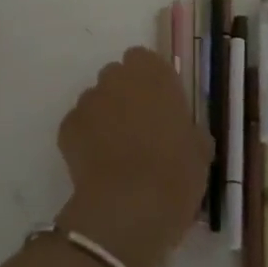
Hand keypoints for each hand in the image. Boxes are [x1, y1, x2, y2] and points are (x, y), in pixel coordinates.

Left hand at [55, 47, 211, 266]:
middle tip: (139, 128)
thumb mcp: (199, 150)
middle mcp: (117, 78)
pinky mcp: (67, 127)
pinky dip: (86, 139)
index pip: (144, 59)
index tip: (159, 104)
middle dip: (125, 95)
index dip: (150, 81)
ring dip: (105, 117)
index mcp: (154, 74)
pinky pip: (79, 126)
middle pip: (117, 77)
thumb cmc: (175, 172)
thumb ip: (188, 129)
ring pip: (96, 101)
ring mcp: (89, 100)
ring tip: (117, 152)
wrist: (129, 206)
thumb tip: (184, 133)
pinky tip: (99, 165)